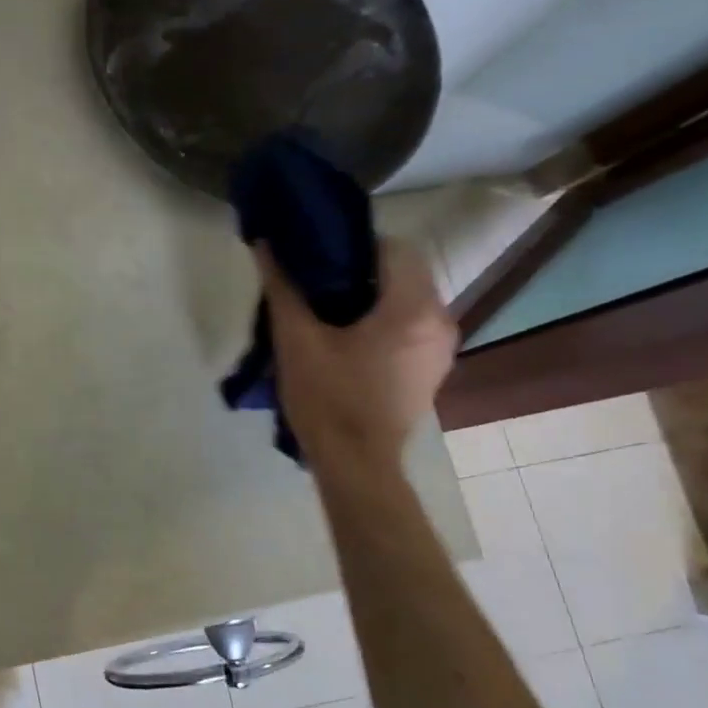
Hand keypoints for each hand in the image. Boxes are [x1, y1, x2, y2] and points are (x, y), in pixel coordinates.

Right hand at [253, 237, 456, 471]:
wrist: (355, 463)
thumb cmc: (326, 398)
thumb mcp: (296, 340)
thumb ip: (283, 289)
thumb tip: (265, 246)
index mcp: (412, 308)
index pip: (394, 247)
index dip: (354, 244)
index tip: (318, 257)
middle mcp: (439, 321)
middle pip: (405, 273)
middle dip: (362, 271)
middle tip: (316, 283)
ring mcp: (441, 348)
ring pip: (409, 300)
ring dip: (373, 297)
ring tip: (328, 312)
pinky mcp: (432, 369)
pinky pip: (411, 326)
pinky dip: (384, 321)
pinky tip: (348, 341)